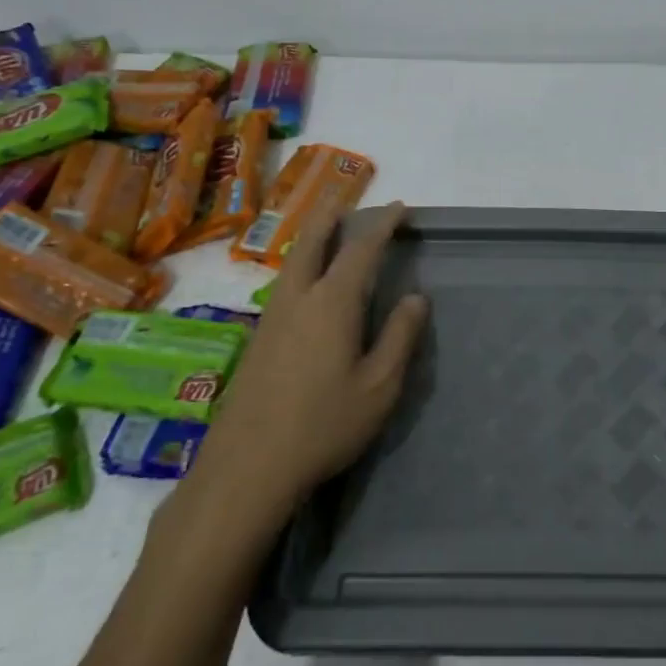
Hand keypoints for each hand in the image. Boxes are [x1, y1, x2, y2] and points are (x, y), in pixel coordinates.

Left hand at [190, 200, 428, 514]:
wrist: (248, 467)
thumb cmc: (324, 425)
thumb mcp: (379, 386)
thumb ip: (400, 337)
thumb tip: (416, 298)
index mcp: (332, 303)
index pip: (361, 250)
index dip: (382, 225)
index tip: (400, 208)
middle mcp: (297, 299)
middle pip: (312, 242)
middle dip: (332, 215)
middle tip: (347, 197)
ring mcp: (271, 318)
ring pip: (292, 262)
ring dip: (312, 237)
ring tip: (327, 229)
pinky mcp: (258, 339)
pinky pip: (283, 283)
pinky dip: (300, 264)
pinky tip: (305, 284)